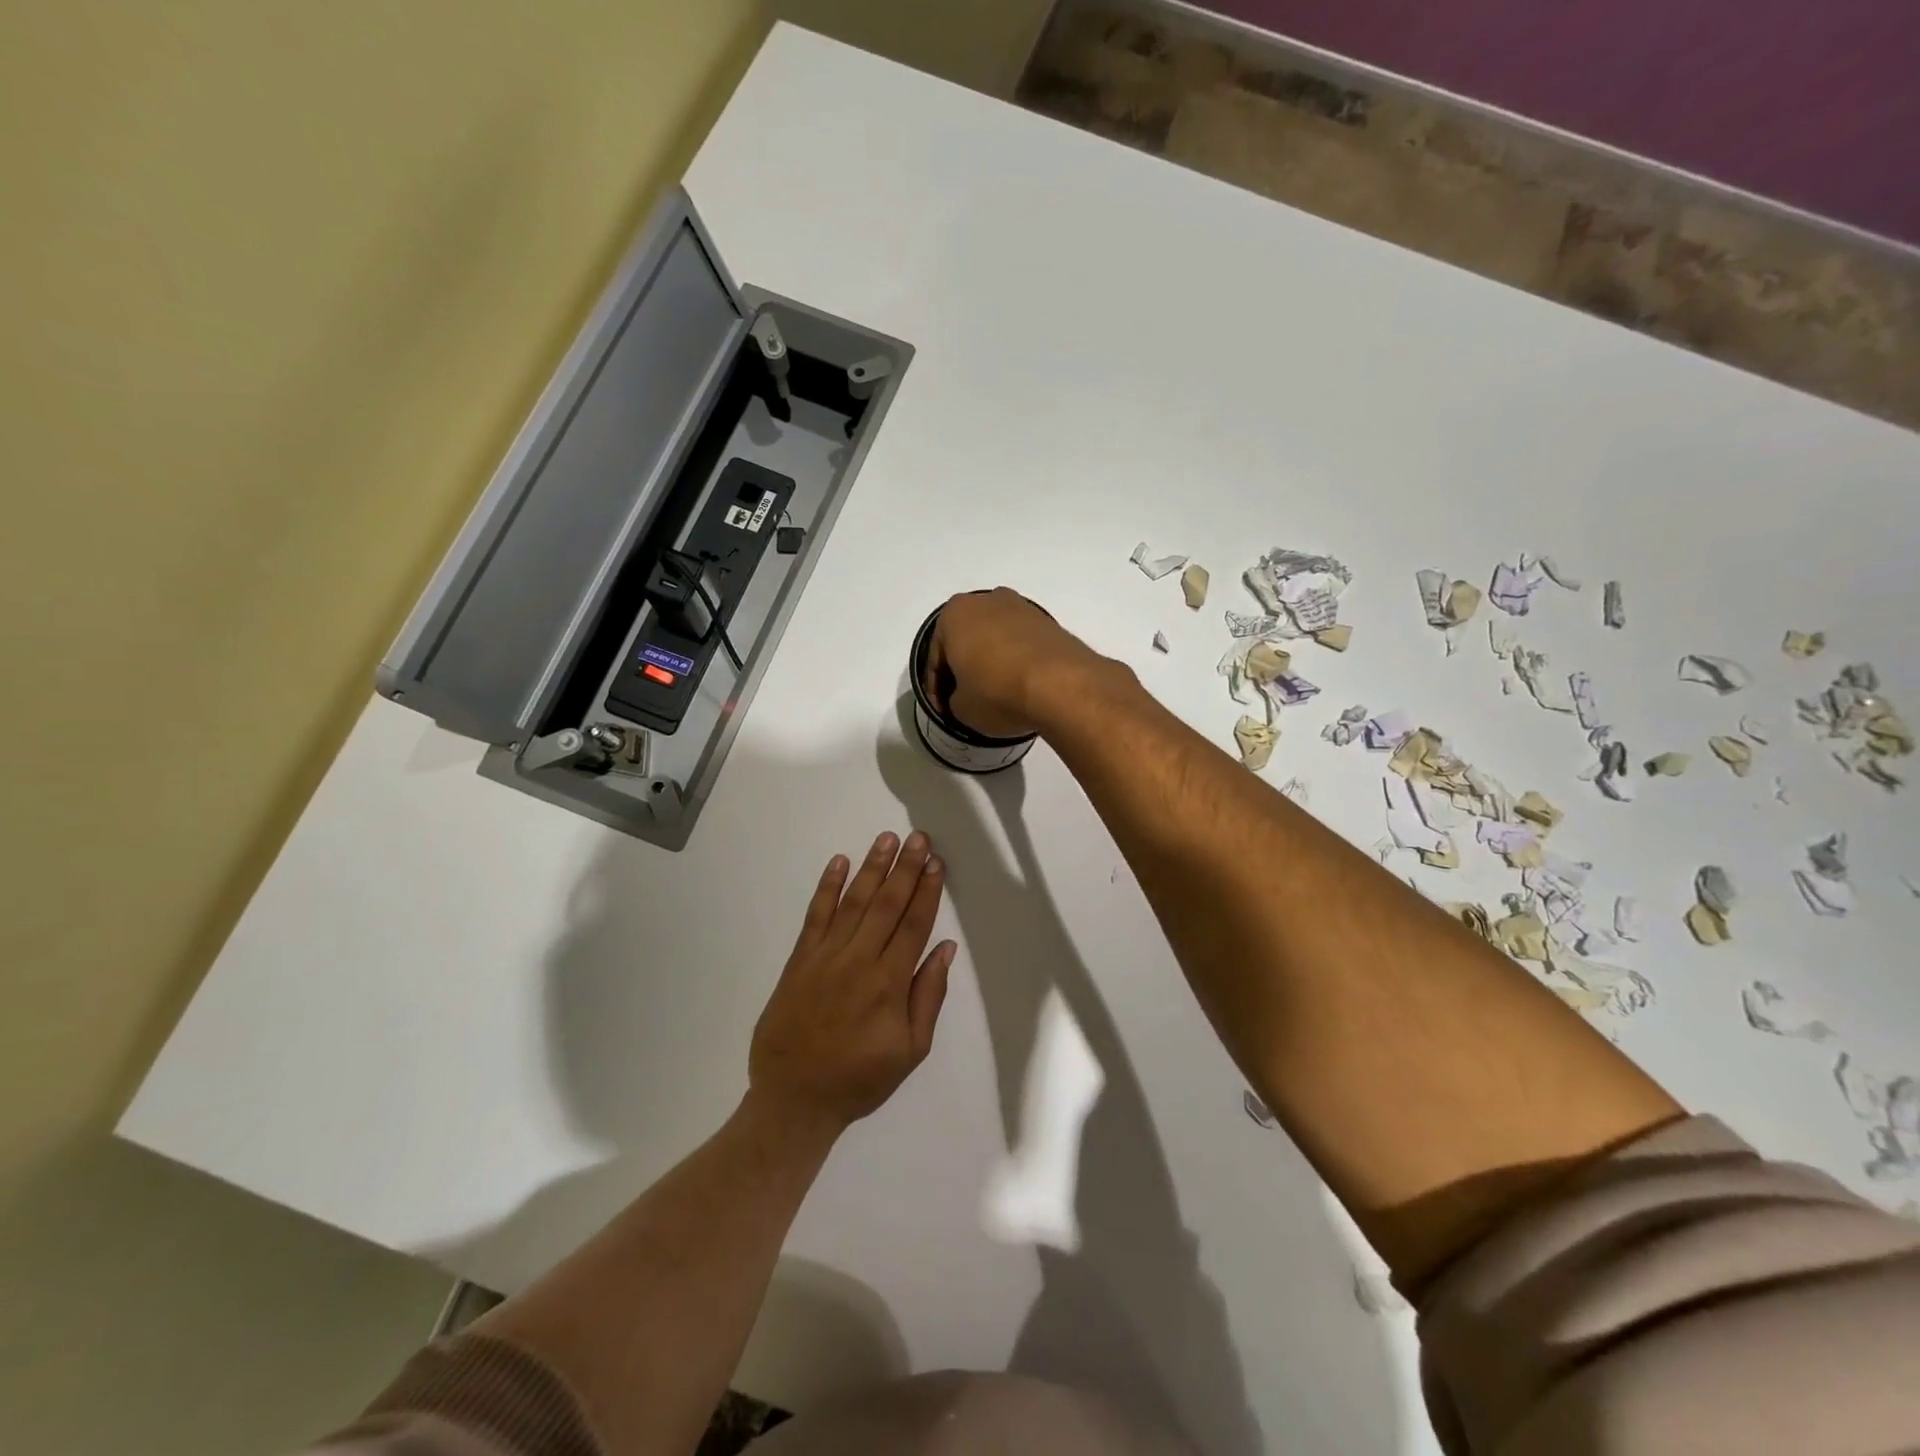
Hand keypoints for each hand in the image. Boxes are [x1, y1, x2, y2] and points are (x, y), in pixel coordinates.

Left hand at [749, 832, 956, 1137]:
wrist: (794, 1099)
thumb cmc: (859, 1079)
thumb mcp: (910, 1051)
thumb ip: (929, 996)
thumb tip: (945, 949)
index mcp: (889, 984)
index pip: (913, 925)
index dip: (927, 891)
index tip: (937, 862)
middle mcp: (858, 961)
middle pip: (886, 905)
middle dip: (905, 868)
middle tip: (918, 837)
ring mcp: (825, 957)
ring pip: (853, 902)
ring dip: (871, 868)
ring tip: (887, 839)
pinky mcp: (799, 960)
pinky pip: (815, 916)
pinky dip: (827, 888)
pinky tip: (839, 862)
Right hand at [924, 588, 1102, 738]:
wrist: (1061, 686)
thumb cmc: (996, 692)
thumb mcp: (961, 708)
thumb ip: (954, 698)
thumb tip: (966, 696)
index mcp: (955, 613)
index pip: (936, 655)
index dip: (935, 687)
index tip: (942, 710)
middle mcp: (988, 600)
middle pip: (967, 639)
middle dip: (964, 667)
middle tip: (964, 699)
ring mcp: (1023, 608)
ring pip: (996, 639)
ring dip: (991, 663)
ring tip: (995, 695)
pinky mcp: (1050, 623)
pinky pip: (1022, 645)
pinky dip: (1016, 663)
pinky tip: (1019, 687)